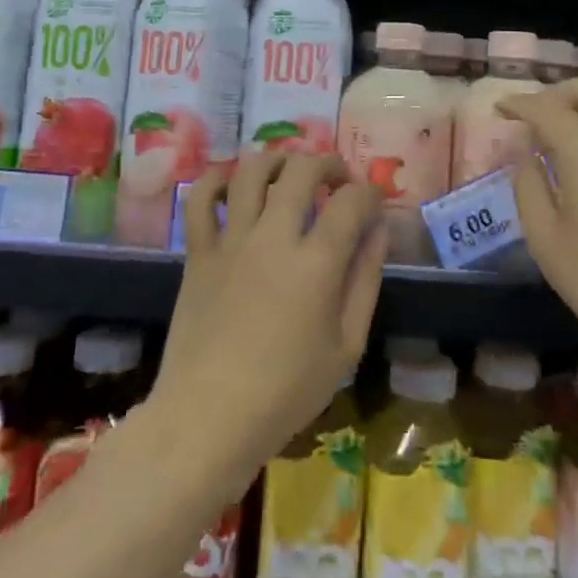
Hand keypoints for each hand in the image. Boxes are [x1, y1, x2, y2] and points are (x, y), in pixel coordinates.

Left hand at [151, 152, 384, 494]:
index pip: (350, 201)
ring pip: (252, 172)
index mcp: (317, 263)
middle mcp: (274, 237)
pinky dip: (215, 179)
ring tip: (290, 171)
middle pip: (302, 171)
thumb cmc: (286, 392)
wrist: (208, 418)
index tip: (373, 202)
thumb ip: (365, 280)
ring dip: (277, 160)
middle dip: (328, 164)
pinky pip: (200, 199)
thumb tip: (378, 230)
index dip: (369, 192)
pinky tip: (231, 182)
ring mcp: (231, 240)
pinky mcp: (199, 252)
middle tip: (338, 179)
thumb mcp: (346, 346)